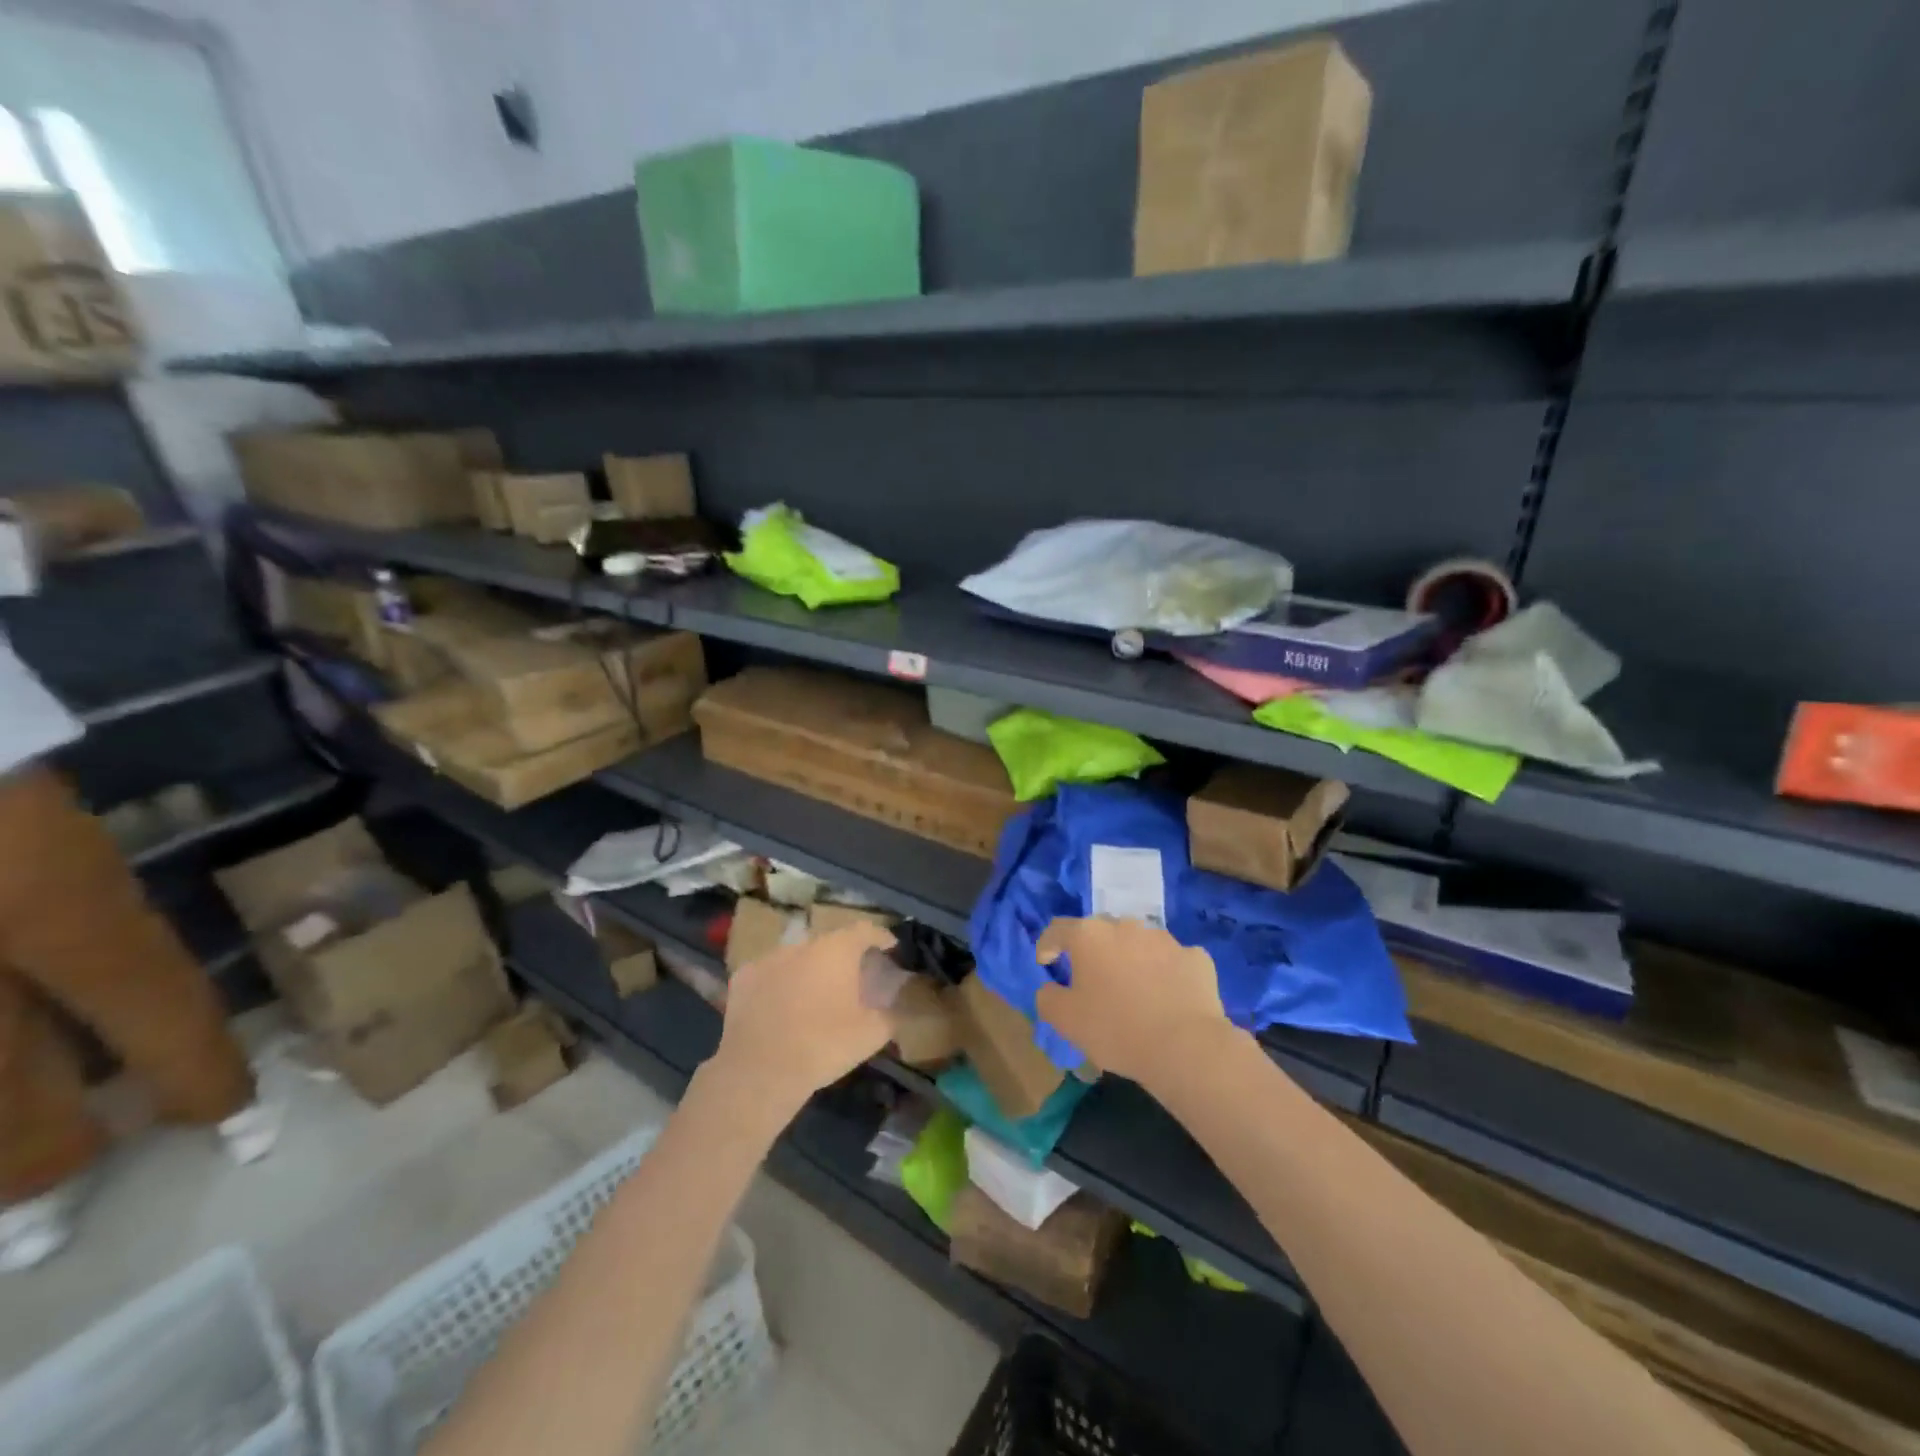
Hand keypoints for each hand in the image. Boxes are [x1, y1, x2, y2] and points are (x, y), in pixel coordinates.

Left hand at [712, 923, 898, 1117]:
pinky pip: (770, 973)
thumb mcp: (871, 1035)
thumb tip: (898, 1009)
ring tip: (816, 993)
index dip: (880, 936)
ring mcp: (769, 958)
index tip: (889, 946)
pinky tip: (783, 1005)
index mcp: (837, 950)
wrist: (759, 1070)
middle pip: (830, 943)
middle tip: (853, 977)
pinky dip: (781, 983)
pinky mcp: (743, 978)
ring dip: (810, 969)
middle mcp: (803, 944)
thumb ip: (890, 1016)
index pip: (864, 930)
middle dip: (844, 956)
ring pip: (798, 957)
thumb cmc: (823, 1044)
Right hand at [1035, 917, 1235, 1090]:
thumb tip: (1050, 988)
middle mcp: (1126, 926)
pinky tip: (1167, 997)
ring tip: (1133, 990)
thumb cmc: (1116, 1029)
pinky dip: (1165, 973)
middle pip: (1101, 932)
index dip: (1048, 944)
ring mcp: (1165, 939)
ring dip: (1131, 959)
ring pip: (1139, 943)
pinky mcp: (1196, 957)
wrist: (1186, 1047)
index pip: (1059, 929)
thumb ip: (1047, 998)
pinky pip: (1172, 961)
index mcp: (1090, 935)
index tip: (1046, 962)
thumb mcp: (1065, 1020)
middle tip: (1092, 979)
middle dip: (1093, 951)